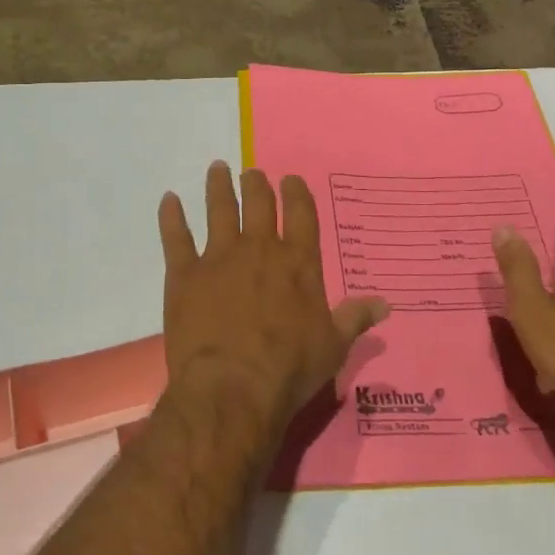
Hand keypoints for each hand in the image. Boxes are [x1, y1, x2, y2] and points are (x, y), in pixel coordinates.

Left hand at [158, 162, 389, 427]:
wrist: (232, 386)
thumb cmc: (289, 368)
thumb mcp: (333, 346)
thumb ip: (355, 318)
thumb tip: (385, 303)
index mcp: (298, 263)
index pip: (301, 215)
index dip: (296, 193)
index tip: (290, 179)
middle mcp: (260, 249)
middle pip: (259, 204)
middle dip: (257, 185)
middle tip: (252, 173)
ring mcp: (219, 258)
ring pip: (219, 210)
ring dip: (219, 187)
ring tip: (217, 168)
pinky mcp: (184, 274)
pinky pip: (176, 237)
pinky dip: (171, 216)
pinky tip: (168, 199)